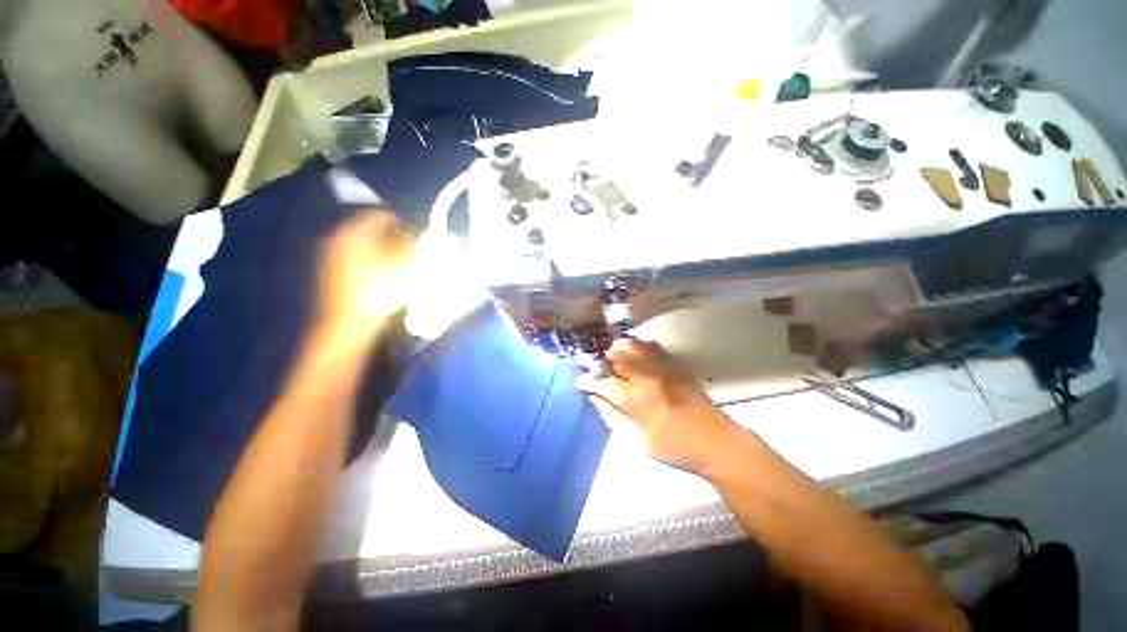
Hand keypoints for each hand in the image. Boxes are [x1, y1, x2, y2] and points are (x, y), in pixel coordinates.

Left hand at [315, 209, 416, 343]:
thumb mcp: (404, 266)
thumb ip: (415, 245)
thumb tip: (422, 233)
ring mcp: (332, 256)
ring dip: (382, 249)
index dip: (402, 222)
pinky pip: (356, 257)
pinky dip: (371, 260)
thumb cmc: (378, 291)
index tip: (416, 234)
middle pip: (370, 228)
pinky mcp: (332, 272)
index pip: (380, 214)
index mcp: (355, 232)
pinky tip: (383, 275)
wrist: (348, 323)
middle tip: (410, 249)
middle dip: (392, 236)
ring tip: (399, 263)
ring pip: (363, 244)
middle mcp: (339, 238)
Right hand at [576, 339, 739, 473]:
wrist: (716, 441)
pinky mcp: (673, 363)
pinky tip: (635, 359)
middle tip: (597, 373)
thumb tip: (595, 397)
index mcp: (635, 397)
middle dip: (601, 362)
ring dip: (617, 352)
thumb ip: (611, 415)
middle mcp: (646, 374)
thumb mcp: (636, 440)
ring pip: (631, 345)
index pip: (602, 381)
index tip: (580, 383)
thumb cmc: (673, 447)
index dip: (587, 381)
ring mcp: (661, 365)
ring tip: (614, 363)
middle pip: (615, 356)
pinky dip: (636, 348)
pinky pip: (649, 345)